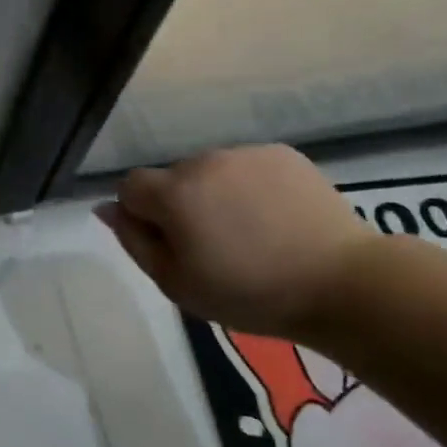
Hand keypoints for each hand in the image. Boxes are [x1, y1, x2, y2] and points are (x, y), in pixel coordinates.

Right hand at [97, 145, 376, 337]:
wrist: (340, 282)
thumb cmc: (248, 293)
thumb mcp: (176, 283)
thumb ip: (134, 241)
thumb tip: (106, 208)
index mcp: (174, 192)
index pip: (130, 187)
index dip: (141, 217)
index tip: (171, 246)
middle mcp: (205, 161)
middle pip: (171, 178)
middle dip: (179, 205)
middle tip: (212, 247)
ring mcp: (247, 153)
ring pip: (209, 171)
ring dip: (214, 195)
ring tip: (249, 234)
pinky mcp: (284, 154)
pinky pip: (246, 168)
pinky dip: (249, 188)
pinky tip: (274, 219)